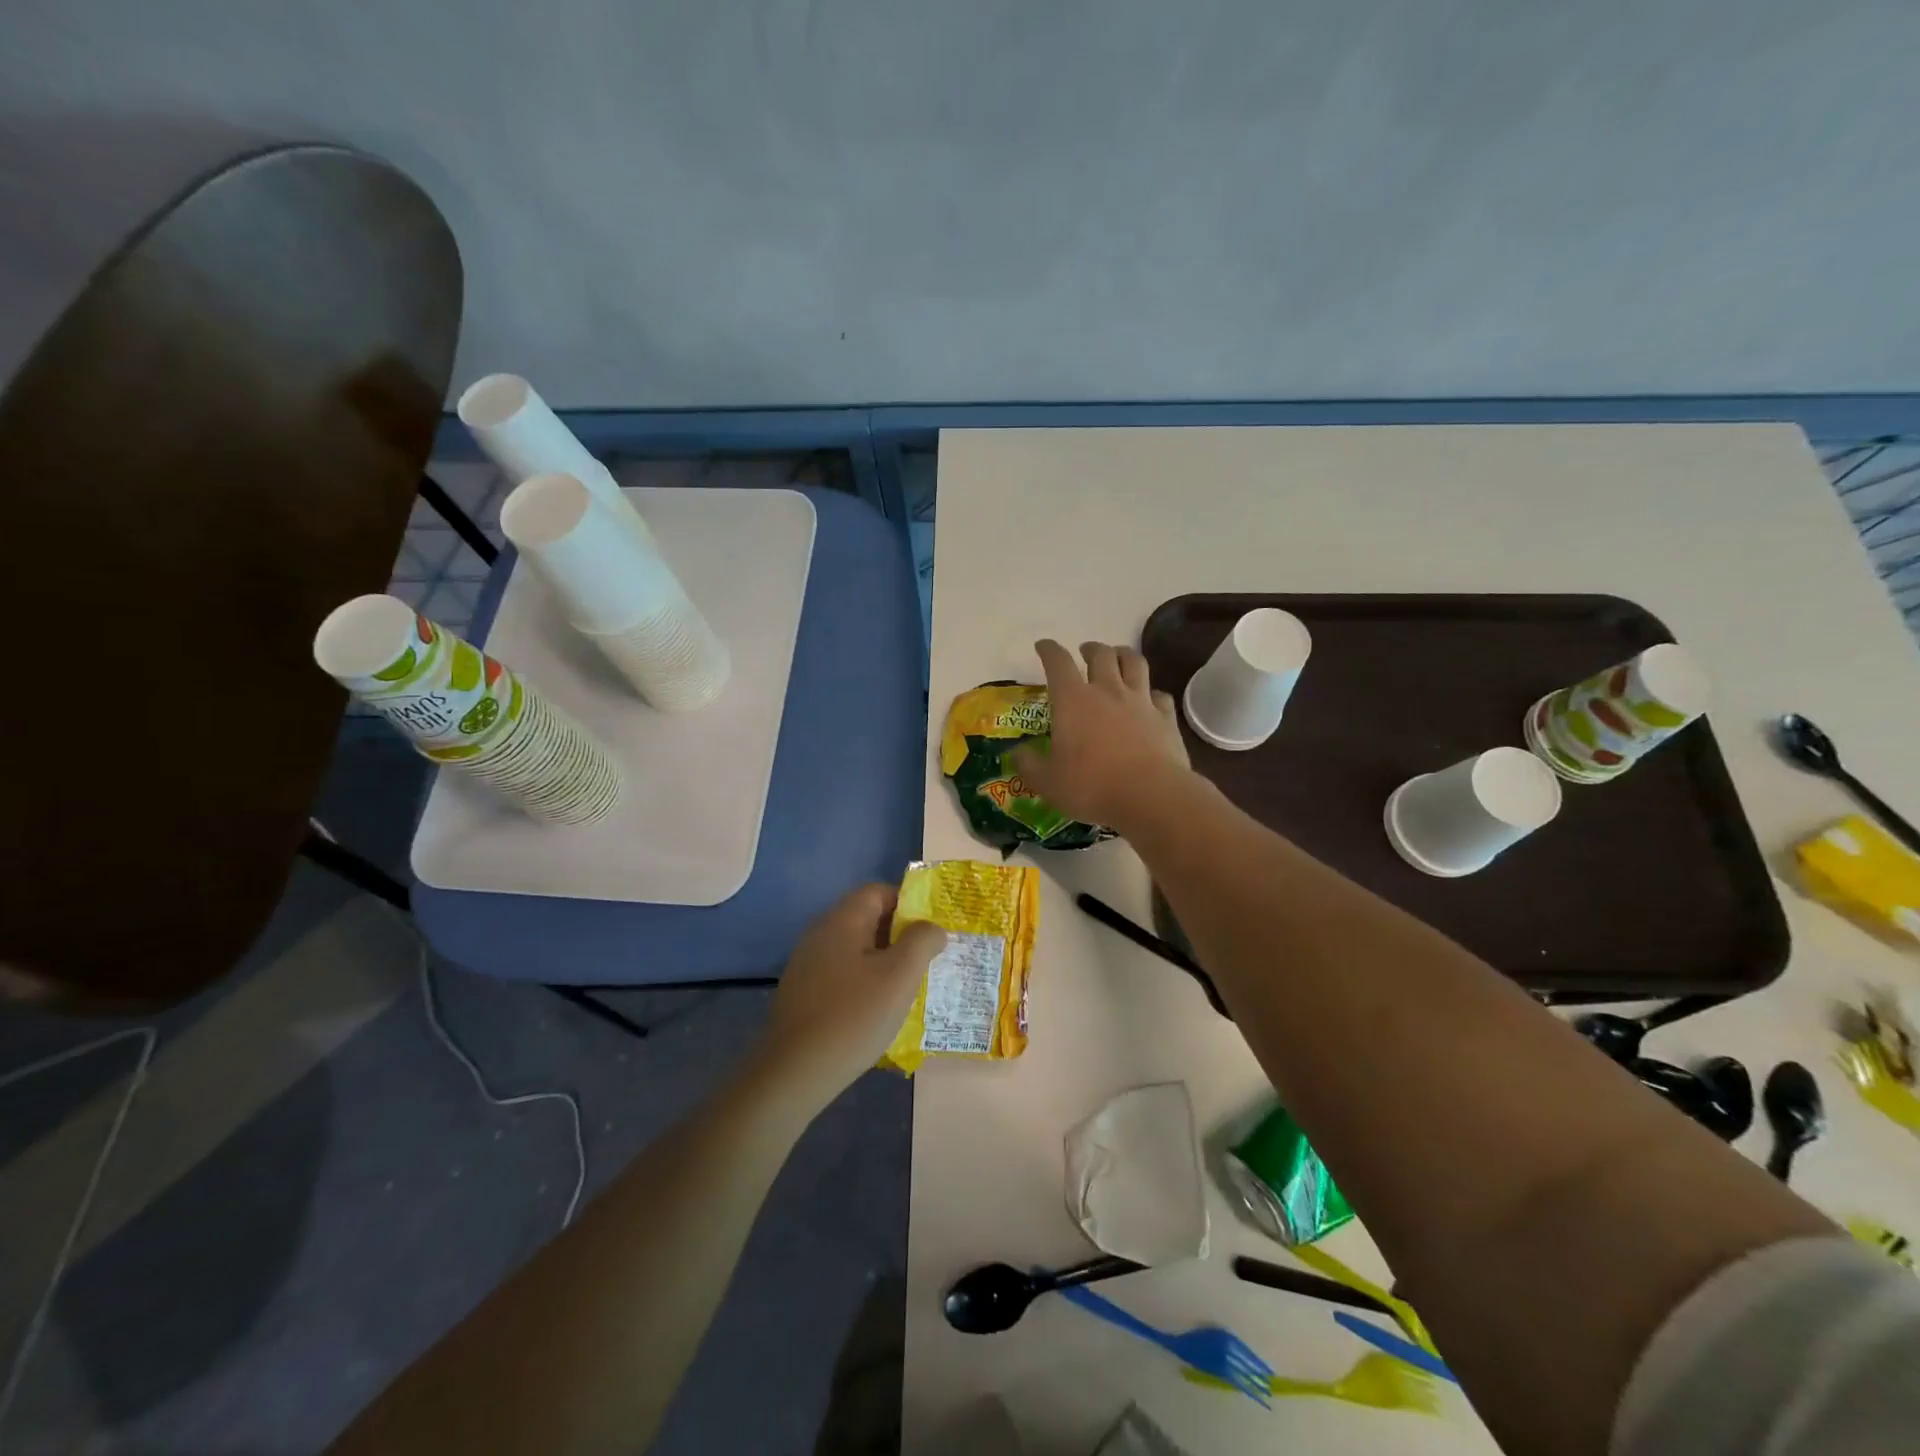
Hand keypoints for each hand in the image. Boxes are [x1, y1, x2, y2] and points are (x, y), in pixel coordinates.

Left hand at [755, 885, 946, 1109]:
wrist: (794, 1072)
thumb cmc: (854, 1016)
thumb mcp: (900, 975)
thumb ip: (922, 941)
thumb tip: (932, 927)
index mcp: (842, 919)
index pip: (879, 892)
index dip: (909, 905)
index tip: (931, 932)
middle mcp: (821, 932)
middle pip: (867, 918)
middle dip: (899, 935)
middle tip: (925, 961)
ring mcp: (807, 962)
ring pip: (856, 948)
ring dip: (883, 961)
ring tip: (906, 987)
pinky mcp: (802, 990)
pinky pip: (842, 972)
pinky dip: (863, 981)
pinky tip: (876, 1009)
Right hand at [1010, 640, 1190, 832]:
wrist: (1150, 795)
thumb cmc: (1091, 786)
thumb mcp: (1048, 782)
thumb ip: (1029, 765)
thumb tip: (1017, 754)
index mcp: (1072, 700)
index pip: (1058, 662)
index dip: (1049, 650)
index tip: (1043, 646)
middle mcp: (1107, 691)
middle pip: (1101, 654)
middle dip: (1090, 648)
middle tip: (1085, 652)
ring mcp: (1140, 701)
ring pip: (1134, 662)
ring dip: (1123, 655)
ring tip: (1118, 657)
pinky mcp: (1165, 717)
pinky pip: (1159, 694)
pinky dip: (1152, 692)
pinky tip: (1150, 698)